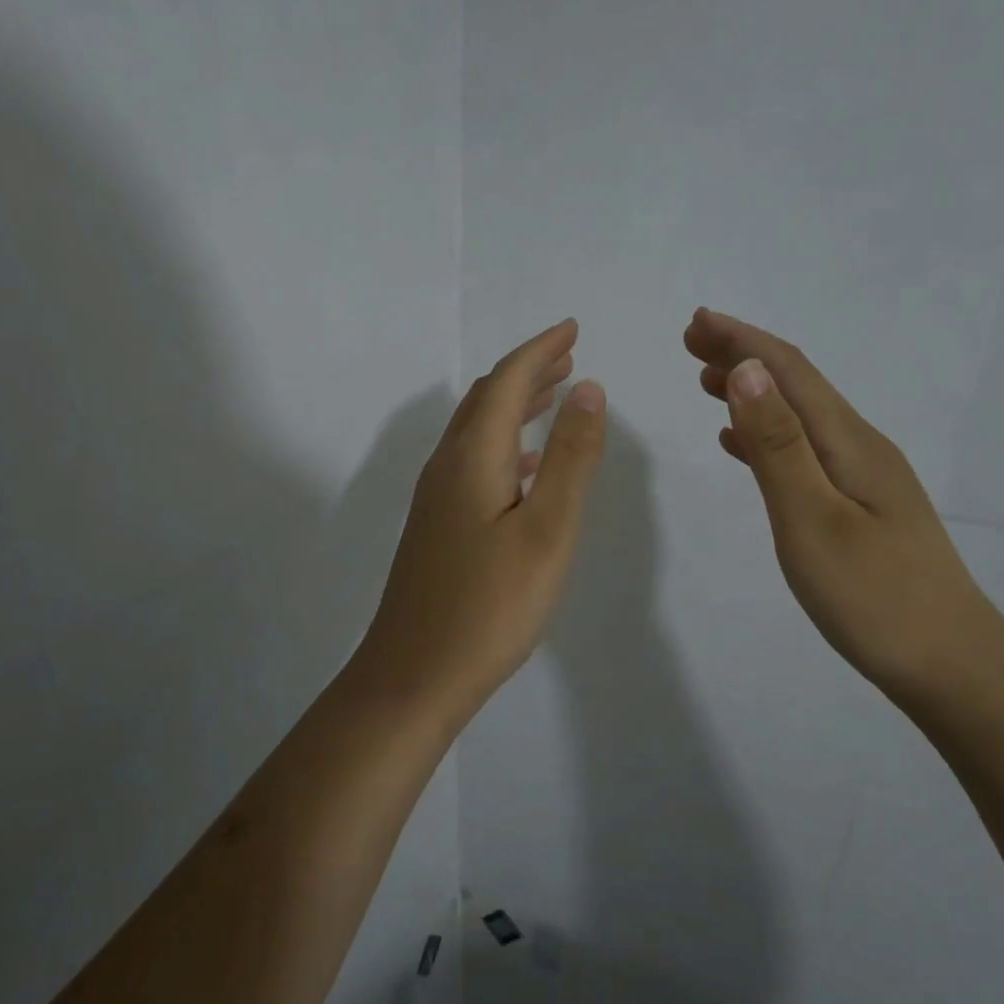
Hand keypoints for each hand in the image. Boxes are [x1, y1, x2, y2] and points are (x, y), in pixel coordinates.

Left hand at [355, 319, 606, 727]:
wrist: (415, 674)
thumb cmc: (490, 606)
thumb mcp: (547, 530)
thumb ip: (571, 458)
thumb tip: (588, 389)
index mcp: (472, 458)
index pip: (507, 382)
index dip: (541, 350)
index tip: (573, 329)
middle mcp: (446, 468)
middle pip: (486, 401)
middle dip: (528, 373)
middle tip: (569, 359)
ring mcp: (435, 500)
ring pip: (477, 433)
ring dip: (515, 408)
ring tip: (554, 400)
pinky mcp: (436, 529)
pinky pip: (472, 464)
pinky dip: (504, 447)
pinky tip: (525, 468)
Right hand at [685, 307, 994, 698]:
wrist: (951, 666)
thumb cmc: (874, 597)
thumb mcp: (813, 519)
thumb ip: (778, 446)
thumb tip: (746, 371)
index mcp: (850, 443)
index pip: (791, 372)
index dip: (742, 341)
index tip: (696, 321)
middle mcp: (861, 448)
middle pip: (798, 386)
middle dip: (744, 356)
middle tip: (691, 343)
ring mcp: (865, 479)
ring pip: (800, 417)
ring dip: (753, 393)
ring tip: (707, 382)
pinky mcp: (861, 508)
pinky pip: (804, 451)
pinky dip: (767, 436)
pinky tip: (742, 447)